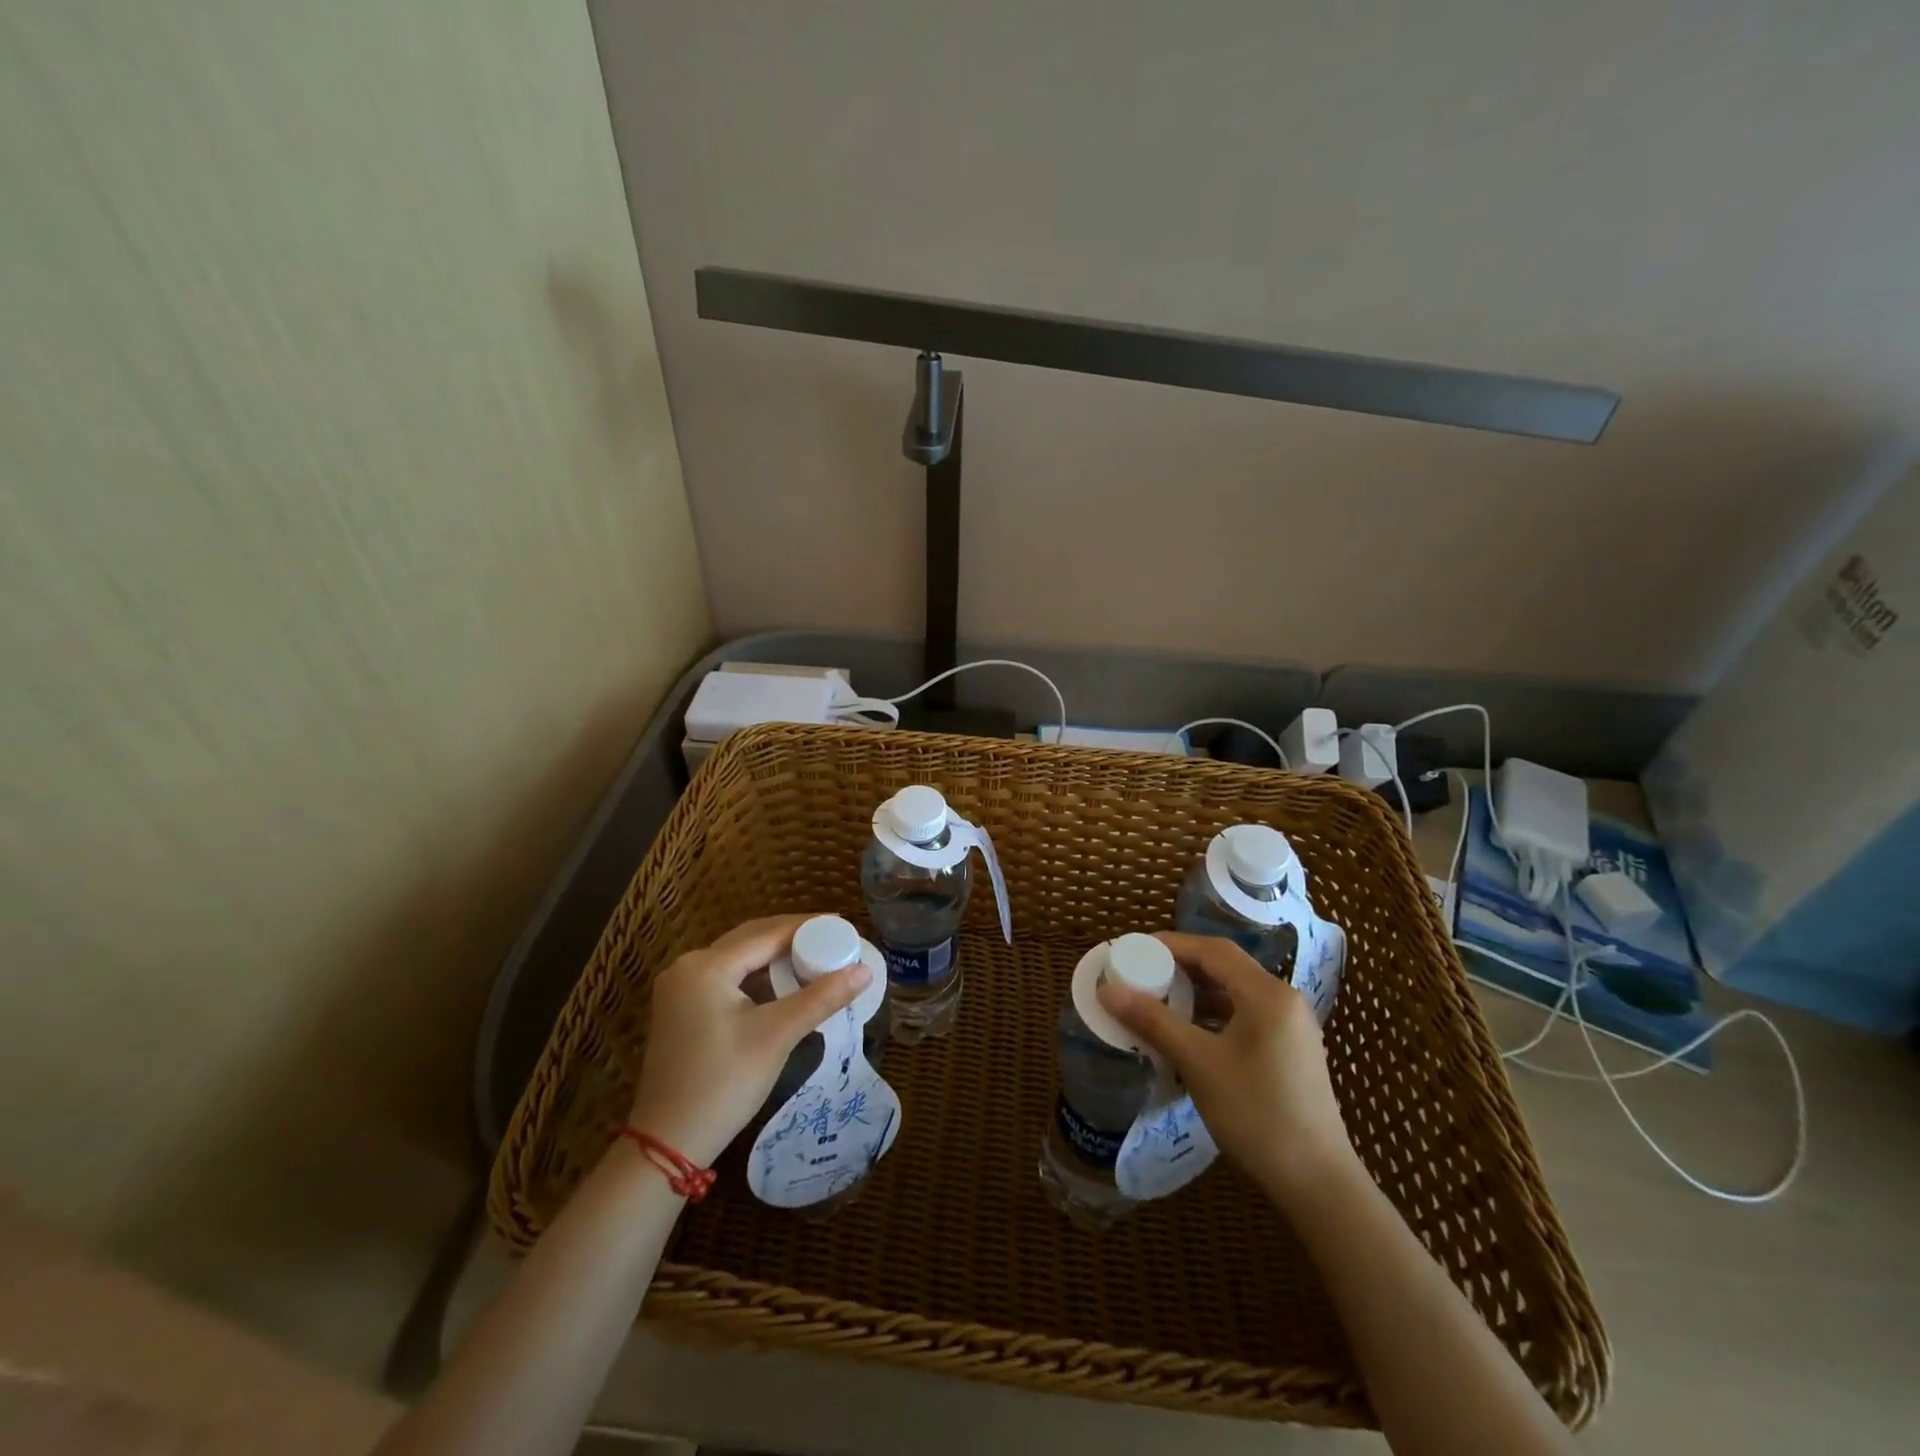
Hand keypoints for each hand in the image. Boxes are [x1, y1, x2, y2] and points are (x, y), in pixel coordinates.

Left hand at [626, 915, 871, 1166]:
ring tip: (815, 956)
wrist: (668, 1144)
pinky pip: (727, 978)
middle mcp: (688, 967)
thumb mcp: (777, 1035)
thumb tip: (865, 971)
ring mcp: (680, 989)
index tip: (843, 924)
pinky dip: (756, 976)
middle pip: (750, 939)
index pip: (767, 933)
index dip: (808, 926)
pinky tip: (782, 983)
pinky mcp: (681, 1009)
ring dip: (775, 956)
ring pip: (739, 959)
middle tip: (834, 937)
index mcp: (706, 966)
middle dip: (792, 937)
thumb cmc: (724, 1083)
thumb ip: (821, 998)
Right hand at [1098, 931, 1355, 1205]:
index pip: (1214, 950)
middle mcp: (1284, 1001)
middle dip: (1182, 967)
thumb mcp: (1198, 1063)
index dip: (1173, 944)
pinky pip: (1245, 1018)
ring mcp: (1291, 1029)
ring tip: (1157, 1001)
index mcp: (1267, 994)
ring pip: (1235, 995)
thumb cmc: (1256, 1113)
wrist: (1317, 1184)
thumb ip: (1153, 1021)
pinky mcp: (1290, 1053)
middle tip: (1142, 973)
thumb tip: (1107, 990)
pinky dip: (1213, 1018)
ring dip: (1196, 994)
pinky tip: (1188, 1035)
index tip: (1135, 949)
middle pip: (1226, 968)